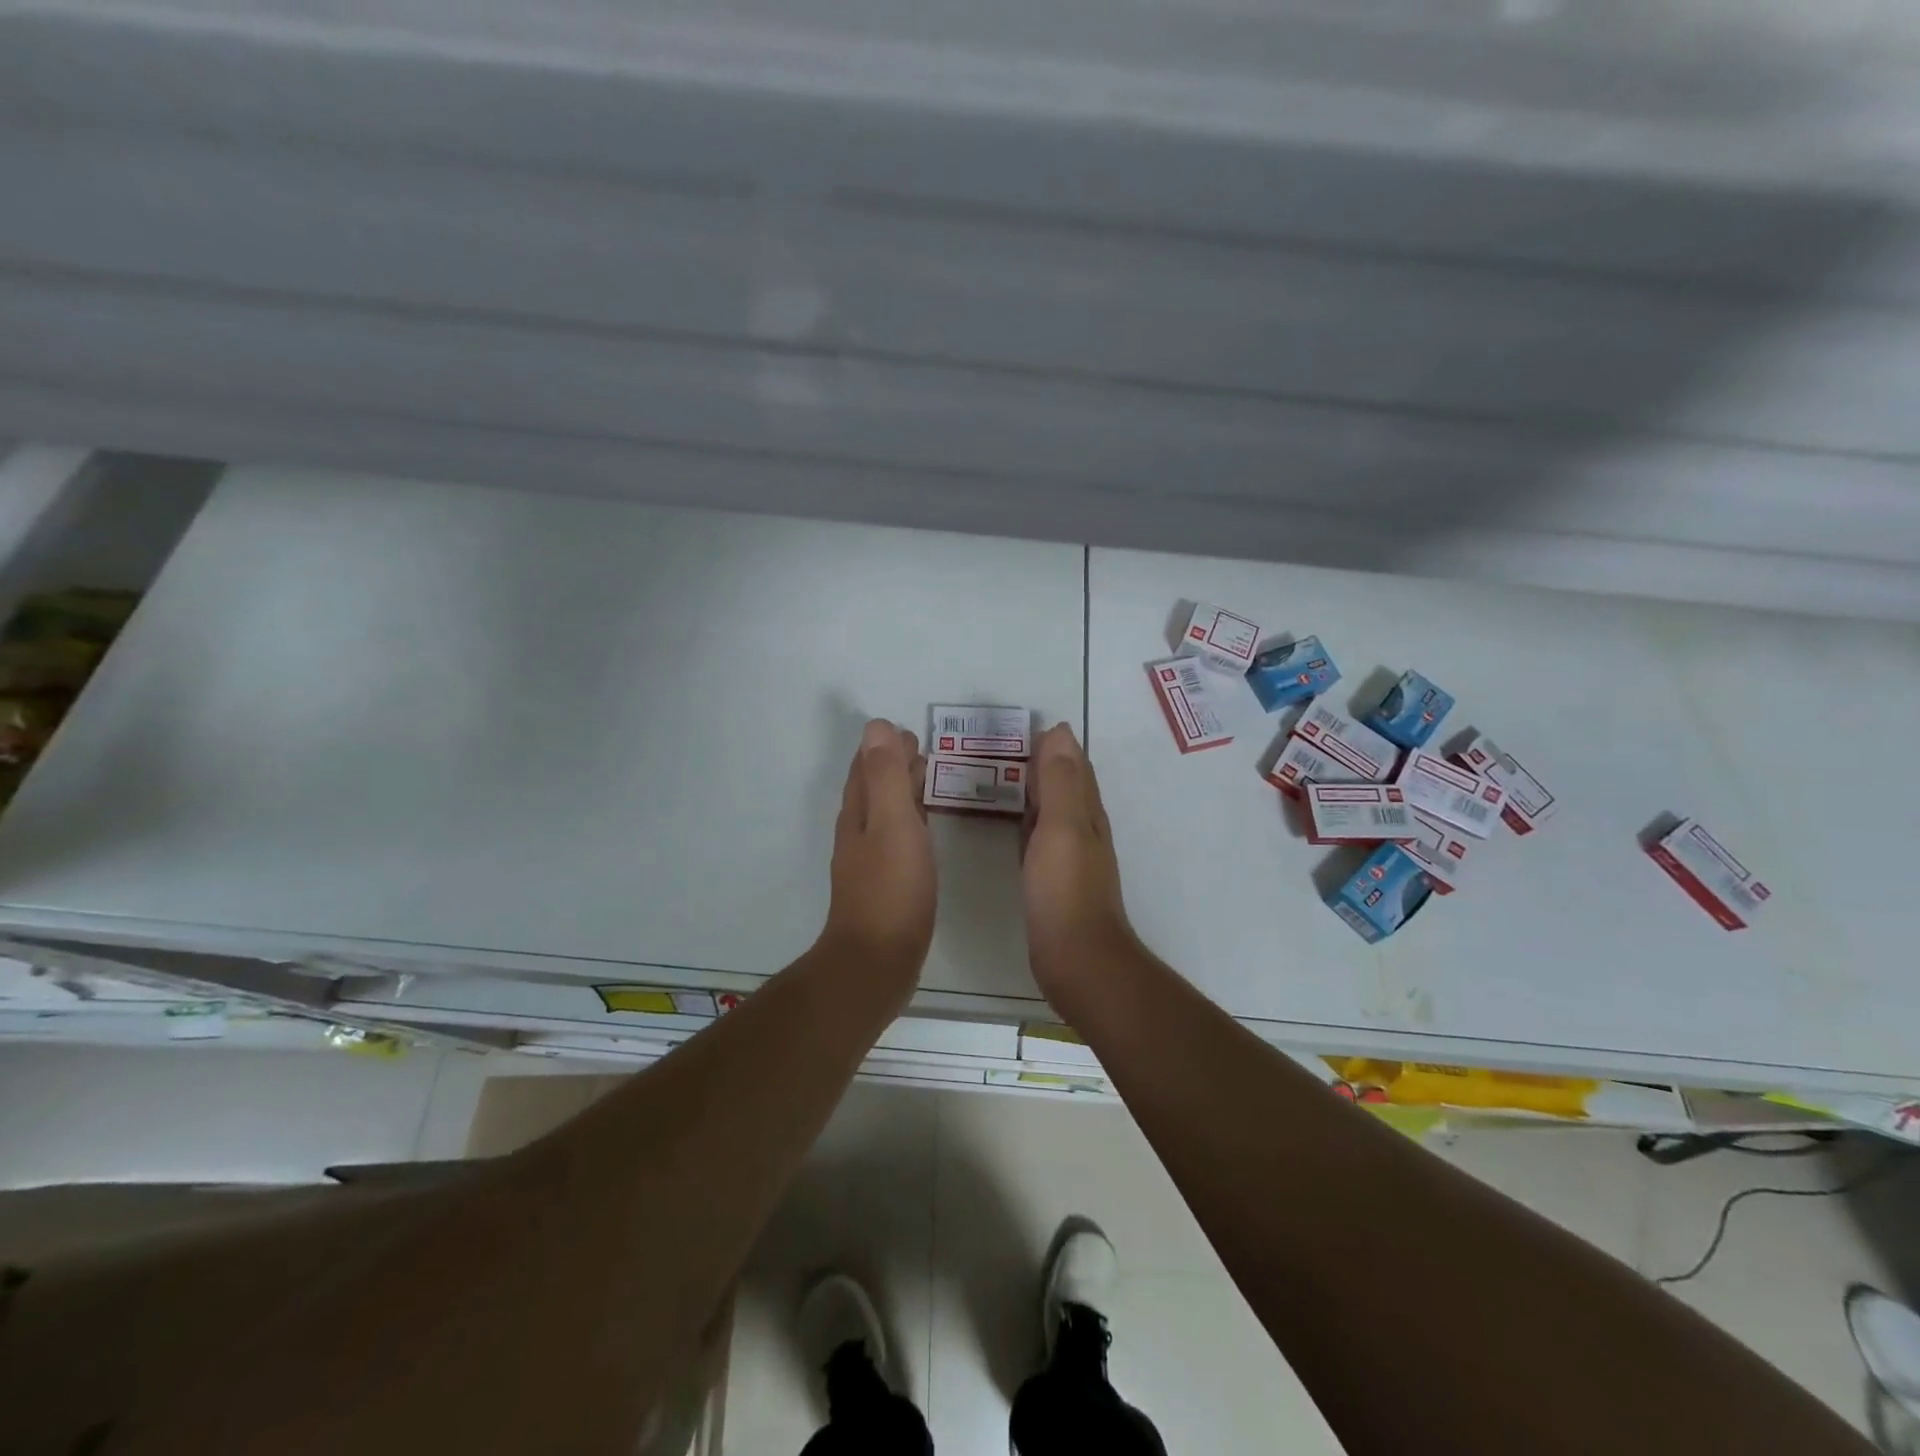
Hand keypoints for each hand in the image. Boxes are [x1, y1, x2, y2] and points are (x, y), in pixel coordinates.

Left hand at [819, 719, 935, 984]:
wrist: (876, 962)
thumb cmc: (891, 889)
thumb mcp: (893, 824)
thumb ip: (886, 776)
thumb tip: (877, 727)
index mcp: (859, 815)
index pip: (867, 768)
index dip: (884, 748)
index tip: (910, 733)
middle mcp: (858, 834)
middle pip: (872, 789)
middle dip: (892, 766)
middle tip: (922, 750)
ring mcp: (868, 863)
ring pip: (883, 814)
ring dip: (900, 793)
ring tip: (925, 780)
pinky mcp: (883, 887)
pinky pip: (894, 839)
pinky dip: (908, 822)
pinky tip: (922, 833)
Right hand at [1022, 723, 1139, 1008]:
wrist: (1077, 958)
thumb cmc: (1065, 891)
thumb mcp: (1062, 827)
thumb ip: (1060, 781)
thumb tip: (1060, 732)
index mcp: (1086, 813)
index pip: (1074, 767)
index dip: (1056, 745)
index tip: (1026, 727)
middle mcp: (1083, 831)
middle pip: (1066, 786)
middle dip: (1045, 763)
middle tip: (1008, 746)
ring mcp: (1069, 858)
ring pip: (1054, 811)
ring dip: (1036, 790)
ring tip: (1005, 776)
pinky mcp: (1054, 882)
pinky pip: (1040, 838)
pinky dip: (1029, 821)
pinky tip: (1015, 825)